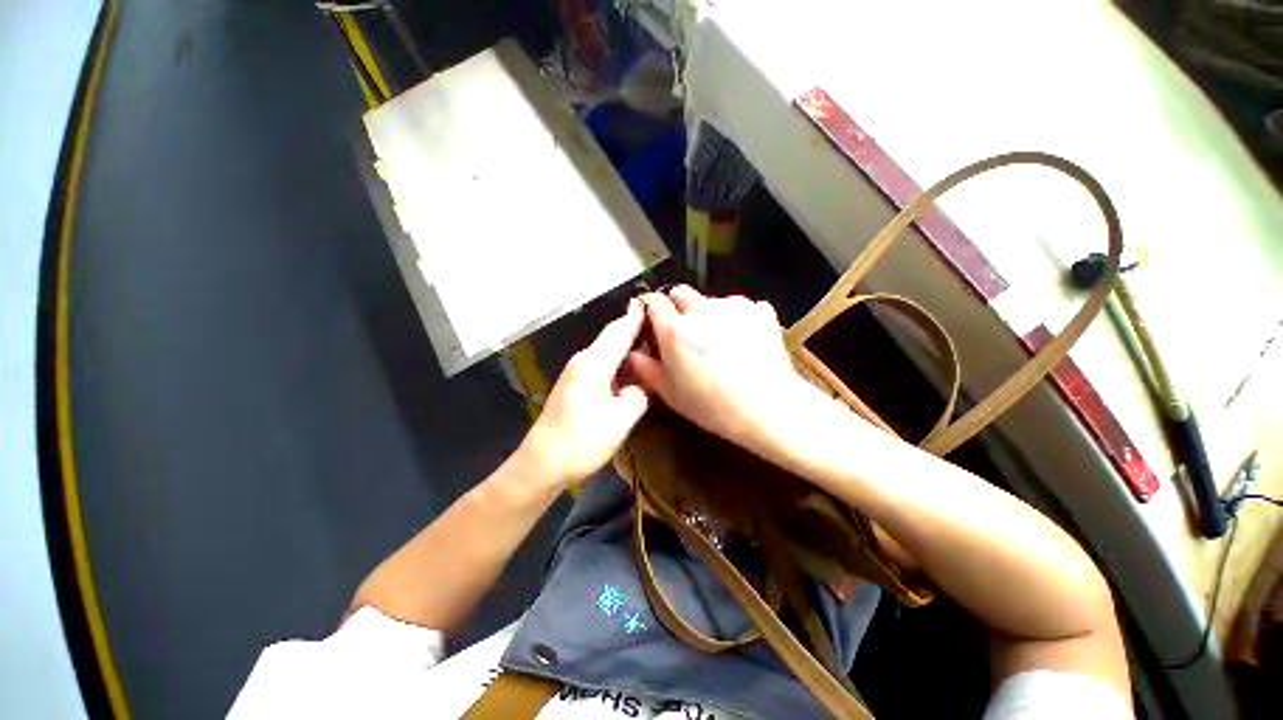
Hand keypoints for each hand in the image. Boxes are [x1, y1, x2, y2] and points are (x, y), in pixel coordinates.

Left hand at [516, 300, 649, 490]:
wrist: (541, 463)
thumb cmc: (581, 441)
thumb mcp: (620, 421)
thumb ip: (637, 396)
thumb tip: (640, 386)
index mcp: (594, 363)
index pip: (619, 331)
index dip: (636, 318)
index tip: (651, 304)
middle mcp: (583, 360)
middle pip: (612, 338)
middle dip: (634, 330)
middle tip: (660, 328)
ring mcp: (576, 372)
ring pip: (606, 351)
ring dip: (626, 347)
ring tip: (651, 346)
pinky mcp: (573, 385)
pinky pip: (601, 365)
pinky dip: (617, 363)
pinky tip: (630, 370)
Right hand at [628, 286, 820, 454]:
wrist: (769, 408)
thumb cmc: (713, 406)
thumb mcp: (671, 394)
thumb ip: (647, 369)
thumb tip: (634, 353)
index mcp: (675, 329)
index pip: (653, 301)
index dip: (650, 309)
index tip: (653, 322)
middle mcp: (701, 309)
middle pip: (681, 292)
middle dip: (677, 307)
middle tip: (686, 334)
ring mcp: (733, 306)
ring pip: (711, 300)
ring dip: (709, 314)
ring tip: (721, 342)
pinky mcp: (759, 311)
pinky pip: (740, 307)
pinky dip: (737, 318)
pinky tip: (745, 341)